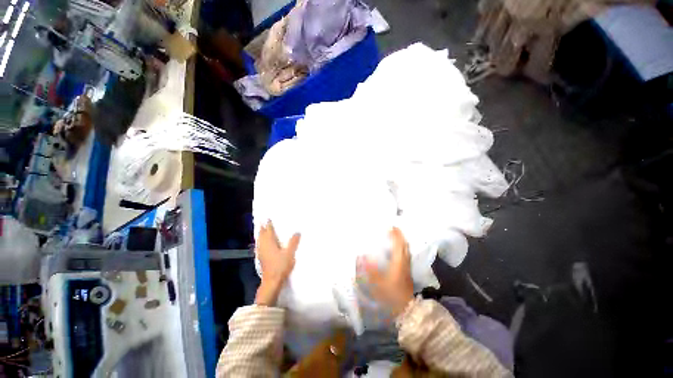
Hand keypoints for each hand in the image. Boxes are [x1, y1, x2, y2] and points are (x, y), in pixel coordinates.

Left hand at [255, 221, 300, 305]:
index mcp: (270, 242)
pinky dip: (261, 241)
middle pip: (262, 234)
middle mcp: (263, 246)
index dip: (268, 224)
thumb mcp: (290, 253)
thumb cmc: (281, 265)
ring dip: (261, 234)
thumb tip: (297, 232)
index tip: (267, 218)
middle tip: (263, 222)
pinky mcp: (261, 258)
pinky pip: (260, 246)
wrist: (272, 281)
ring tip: (263, 230)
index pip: (268, 230)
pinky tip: (263, 244)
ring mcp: (261, 252)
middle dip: (263, 228)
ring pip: (259, 240)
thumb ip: (293, 242)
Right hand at [357, 227, 414, 316]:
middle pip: (404, 245)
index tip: (390, 226)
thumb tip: (360, 256)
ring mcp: (407, 268)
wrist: (406, 310)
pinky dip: (402, 248)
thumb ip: (367, 269)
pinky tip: (396, 250)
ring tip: (394, 237)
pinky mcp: (407, 272)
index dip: (395, 234)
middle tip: (392, 229)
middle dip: (399, 235)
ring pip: (406, 250)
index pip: (398, 244)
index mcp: (398, 262)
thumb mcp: (376, 283)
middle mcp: (404, 262)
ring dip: (401, 241)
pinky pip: (406, 255)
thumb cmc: (391, 295)